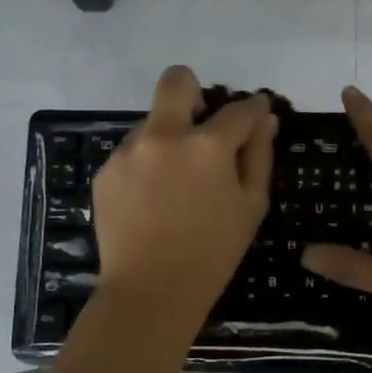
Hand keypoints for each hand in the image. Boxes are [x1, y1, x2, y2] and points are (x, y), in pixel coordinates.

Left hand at [93, 66, 276, 322]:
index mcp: (207, 145)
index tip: (257, 111)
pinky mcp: (106, 170)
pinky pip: (132, 151)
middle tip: (202, 120)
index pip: (239, 109)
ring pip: (152, 121)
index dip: (254, 107)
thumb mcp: (250, 206)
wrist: (150, 292)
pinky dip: (147, 163)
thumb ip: (259, 155)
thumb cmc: (212, 253)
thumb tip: (265, 119)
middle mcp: (164, 135)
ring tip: (175, 182)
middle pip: (177, 80)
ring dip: (169, 137)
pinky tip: (152, 199)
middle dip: (194, 89)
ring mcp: (129, 151)